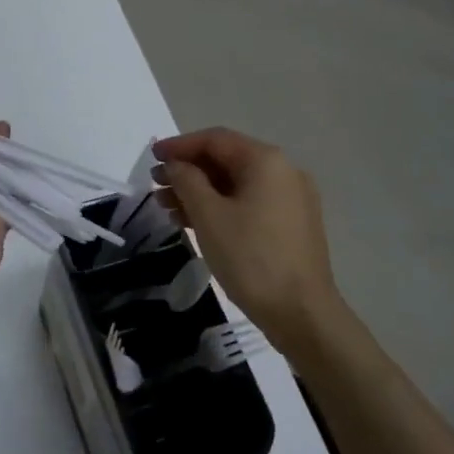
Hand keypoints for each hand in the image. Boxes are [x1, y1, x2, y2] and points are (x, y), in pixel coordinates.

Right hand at [154, 128, 342, 358]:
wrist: (301, 313)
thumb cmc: (251, 257)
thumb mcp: (209, 216)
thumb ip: (187, 181)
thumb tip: (176, 165)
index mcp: (266, 161)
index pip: (215, 140)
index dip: (180, 145)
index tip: (152, 156)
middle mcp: (284, 172)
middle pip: (227, 160)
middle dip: (188, 171)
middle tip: (155, 184)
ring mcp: (291, 200)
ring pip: (236, 185)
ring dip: (200, 191)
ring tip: (167, 207)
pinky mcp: (291, 225)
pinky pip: (249, 204)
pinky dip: (220, 207)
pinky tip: (195, 223)